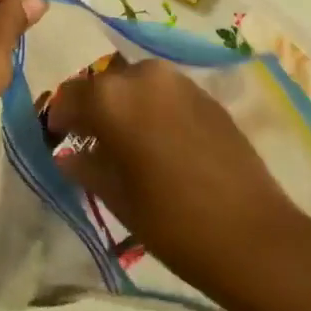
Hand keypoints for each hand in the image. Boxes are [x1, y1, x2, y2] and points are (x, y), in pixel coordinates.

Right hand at [45, 57, 310, 303]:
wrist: (254, 236)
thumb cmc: (174, 223)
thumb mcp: (118, 198)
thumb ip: (86, 166)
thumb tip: (69, 153)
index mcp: (113, 97)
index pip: (70, 95)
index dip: (59, 118)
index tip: (56, 140)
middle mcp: (144, 74)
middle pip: (104, 84)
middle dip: (93, 108)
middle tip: (91, 143)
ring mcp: (179, 81)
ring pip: (136, 84)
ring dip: (124, 105)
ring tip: (127, 143)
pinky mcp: (206, 94)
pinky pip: (164, 92)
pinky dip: (152, 108)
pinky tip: (159, 143)